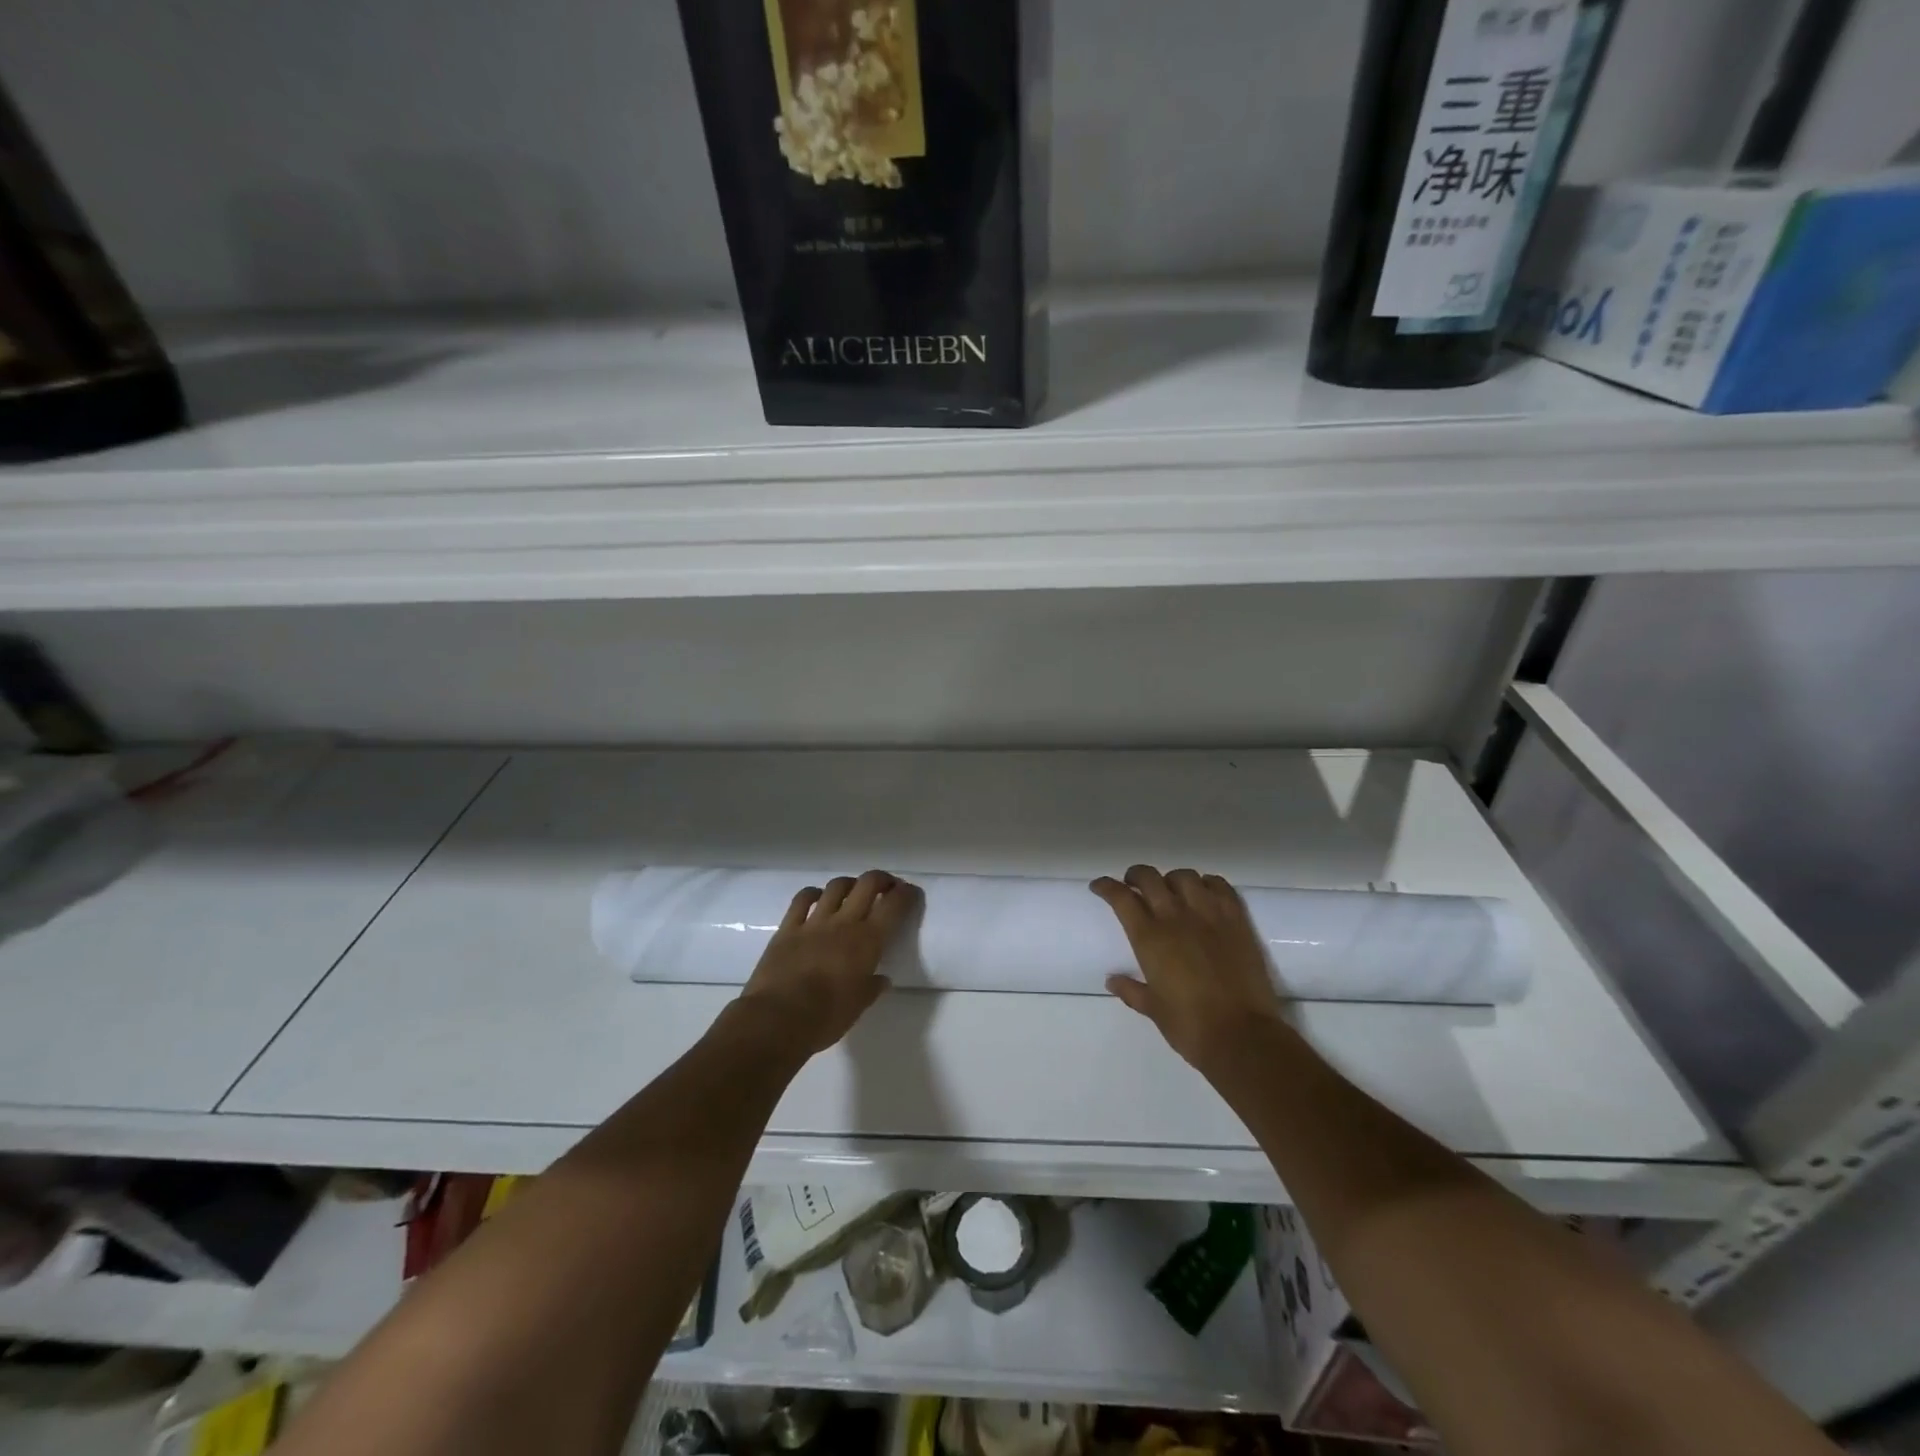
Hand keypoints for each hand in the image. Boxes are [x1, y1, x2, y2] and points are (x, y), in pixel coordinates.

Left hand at [736, 870, 920, 1055]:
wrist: (777, 1020)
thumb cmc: (826, 1017)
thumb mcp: (858, 1006)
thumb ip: (872, 988)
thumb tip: (882, 979)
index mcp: (868, 941)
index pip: (894, 905)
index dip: (906, 894)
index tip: (912, 893)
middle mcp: (844, 923)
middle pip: (867, 884)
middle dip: (882, 879)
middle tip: (887, 887)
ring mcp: (814, 922)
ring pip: (836, 886)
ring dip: (850, 884)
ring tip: (853, 892)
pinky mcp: (788, 928)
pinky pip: (802, 899)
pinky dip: (813, 893)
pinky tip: (817, 898)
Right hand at [1092, 865, 1286, 1068]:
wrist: (1242, 1036)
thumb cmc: (1190, 1026)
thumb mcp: (1153, 1009)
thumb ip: (1131, 990)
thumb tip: (1112, 980)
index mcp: (1149, 938)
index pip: (1121, 897)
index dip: (1106, 886)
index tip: (1099, 886)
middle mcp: (1175, 917)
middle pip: (1150, 878)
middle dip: (1136, 875)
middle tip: (1133, 884)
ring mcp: (1209, 915)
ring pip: (1184, 877)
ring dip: (1172, 879)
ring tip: (1171, 890)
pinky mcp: (1237, 920)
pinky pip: (1220, 886)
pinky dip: (1208, 883)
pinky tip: (1204, 893)